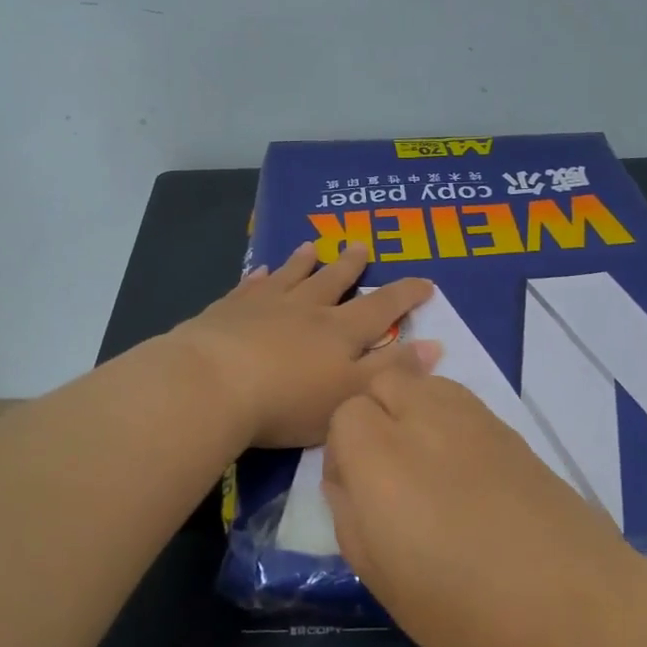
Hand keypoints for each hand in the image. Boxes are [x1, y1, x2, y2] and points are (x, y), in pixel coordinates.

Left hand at [170, 242, 440, 448]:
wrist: (213, 384)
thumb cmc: (288, 400)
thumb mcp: (351, 395)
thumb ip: (392, 372)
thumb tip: (434, 345)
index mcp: (340, 332)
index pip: (381, 308)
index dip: (405, 295)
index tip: (424, 282)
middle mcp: (305, 309)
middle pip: (333, 281)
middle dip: (351, 265)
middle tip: (361, 245)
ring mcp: (263, 305)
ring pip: (290, 276)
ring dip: (303, 262)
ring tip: (312, 246)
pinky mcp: (227, 310)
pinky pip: (248, 286)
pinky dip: (258, 277)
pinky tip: (259, 270)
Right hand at [323, 368, 646, 646]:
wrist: (581, 614)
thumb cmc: (467, 614)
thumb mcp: (380, 578)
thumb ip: (349, 515)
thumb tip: (347, 482)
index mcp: (382, 457)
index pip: (344, 415)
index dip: (342, 453)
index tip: (356, 495)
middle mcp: (426, 421)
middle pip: (384, 382)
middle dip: (373, 417)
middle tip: (384, 474)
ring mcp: (475, 420)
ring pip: (425, 384)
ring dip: (410, 411)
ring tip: (423, 468)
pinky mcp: (513, 431)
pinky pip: (462, 404)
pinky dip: (447, 422)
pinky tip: (463, 474)